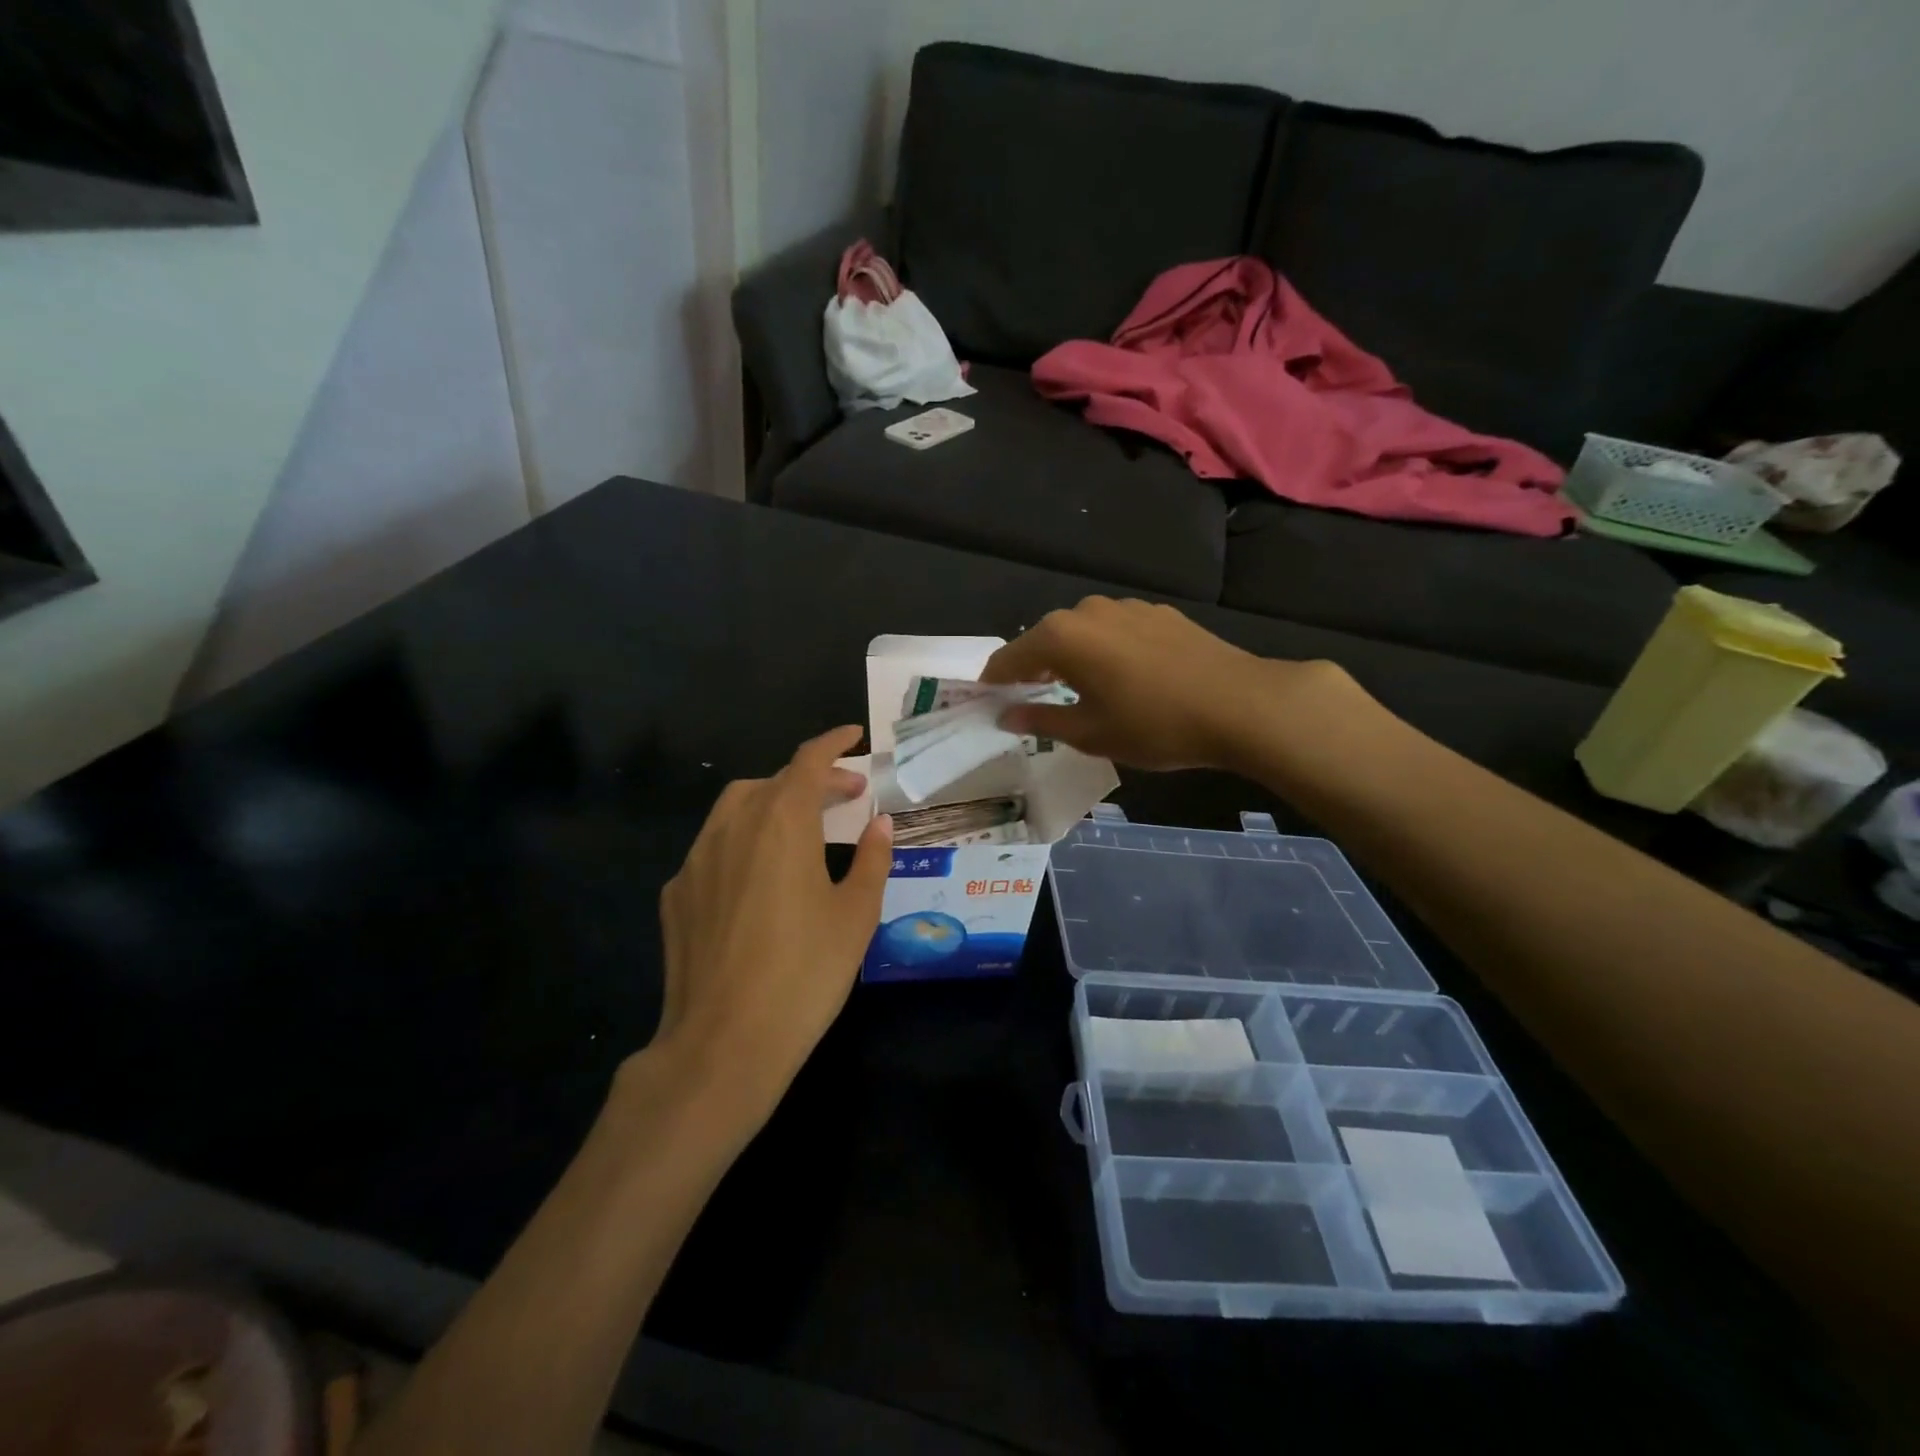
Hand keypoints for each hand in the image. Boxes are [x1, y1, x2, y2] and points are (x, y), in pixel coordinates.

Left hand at [650, 725, 892, 1117]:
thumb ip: (870, 860)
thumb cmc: (805, 974)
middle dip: (812, 779)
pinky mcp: (676, 895)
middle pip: (773, 782)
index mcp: (782, 823)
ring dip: (773, 804)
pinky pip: (713, 848)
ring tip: (802, 828)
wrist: (722, 1044)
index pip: (808, 762)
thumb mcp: (855, 916)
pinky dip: (743, 841)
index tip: (854, 736)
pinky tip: (758, 878)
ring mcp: (696, 860)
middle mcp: (733, 827)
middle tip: (846, 796)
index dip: (833, 743)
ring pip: (736, 808)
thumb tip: (879, 825)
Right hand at [980, 597, 1357, 771]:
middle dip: (1032, 665)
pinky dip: (1103, 649)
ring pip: (1082, 631)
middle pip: (1045, 638)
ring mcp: (1126, 607)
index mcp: (1062, 637)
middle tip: (1029, 696)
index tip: (985, 697)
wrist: (1239, 704)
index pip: (1010, 657)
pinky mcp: (1158, 613)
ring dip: (1070, 655)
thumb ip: (1041, 719)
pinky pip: (1114, 629)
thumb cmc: (1154, 725)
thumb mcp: (1090, 733)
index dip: (995, 679)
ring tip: (1076, 686)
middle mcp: (1088, 611)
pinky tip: (1121, 675)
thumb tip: (1007, 715)